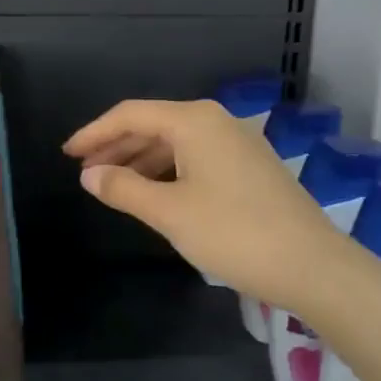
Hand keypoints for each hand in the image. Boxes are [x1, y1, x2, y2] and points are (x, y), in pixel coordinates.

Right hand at [64, 98, 352, 306]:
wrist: (313, 265)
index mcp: (194, 121)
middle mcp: (216, 121)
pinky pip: (195, 158)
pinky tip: (154, 193)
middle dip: (116, 147)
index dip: (94, 133)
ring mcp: (237, 143)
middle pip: (153, 124)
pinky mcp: (249, 167)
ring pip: (175, 143)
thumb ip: (124, 189)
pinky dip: (167, 171)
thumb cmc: (234, 233)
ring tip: (113, 185)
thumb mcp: (169, 212)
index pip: (130, 114)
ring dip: (140, 161)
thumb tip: (90, 175)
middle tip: (85, 173)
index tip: (67, 154)